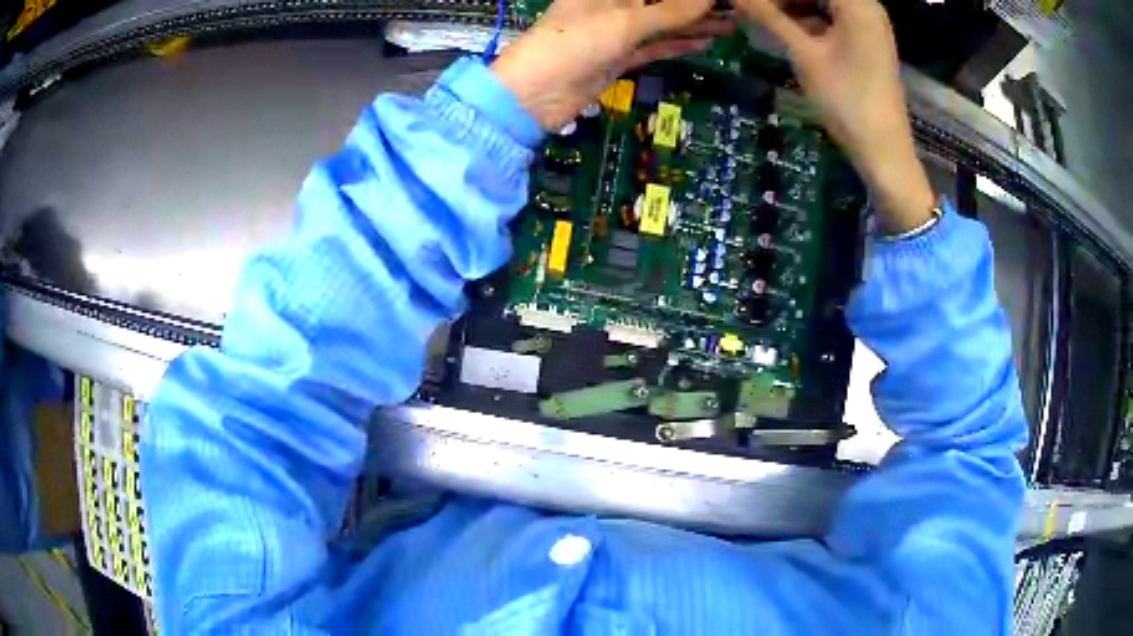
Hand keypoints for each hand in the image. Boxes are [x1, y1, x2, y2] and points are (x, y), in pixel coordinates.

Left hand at [492, 0, 732, 131]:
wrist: (535, 95)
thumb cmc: (572, 44)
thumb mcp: (625, 22)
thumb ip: (671, 11)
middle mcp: (614, 4)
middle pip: (663, 0)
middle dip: (697, 4)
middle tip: (738, 7)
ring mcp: (617, 30)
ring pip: (664, 23)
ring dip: (696, 23)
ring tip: (733, 23)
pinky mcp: (619, 56)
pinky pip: (656, 46)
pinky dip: (680, 44)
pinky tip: (707, 41)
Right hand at [737, 0, 934, 232]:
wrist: (883, 151)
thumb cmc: (846, 100)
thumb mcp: (804, 54)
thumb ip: (769, 16)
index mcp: (856, 3)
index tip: (748, 2)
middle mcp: (867, 5)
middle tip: (751, 7)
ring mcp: (868, 24)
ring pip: (823, 1)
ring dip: (792, 4)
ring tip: (761, 14)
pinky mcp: (866, 40)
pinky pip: (832, 15)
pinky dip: (808, 16)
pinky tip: (784, 25)